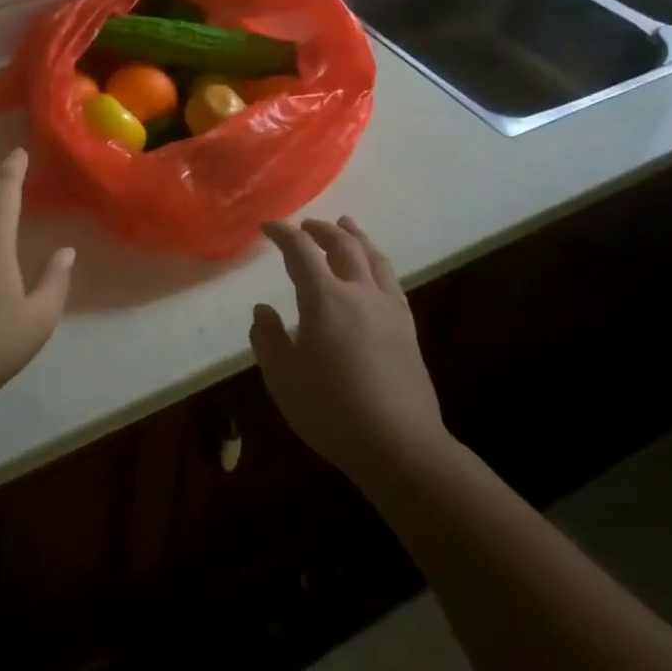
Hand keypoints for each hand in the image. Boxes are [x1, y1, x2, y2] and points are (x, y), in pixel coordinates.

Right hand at [250, 217, 450, 489]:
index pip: (300, 250)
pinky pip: (391, 282)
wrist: (399, 445)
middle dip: (321, 230)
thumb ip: (267, 338)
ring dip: (356, 237)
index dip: (283, 233)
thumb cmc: (331, 409)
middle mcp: (359, 293)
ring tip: (347, 226)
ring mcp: (389, 309)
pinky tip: (375, 272)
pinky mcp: (407, 329)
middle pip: (343, 245)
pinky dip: (377, 264)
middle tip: (306, 225)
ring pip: (373, 258)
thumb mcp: (282, 377)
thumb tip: (263, 310)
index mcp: (324, 298)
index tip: (268, 227)